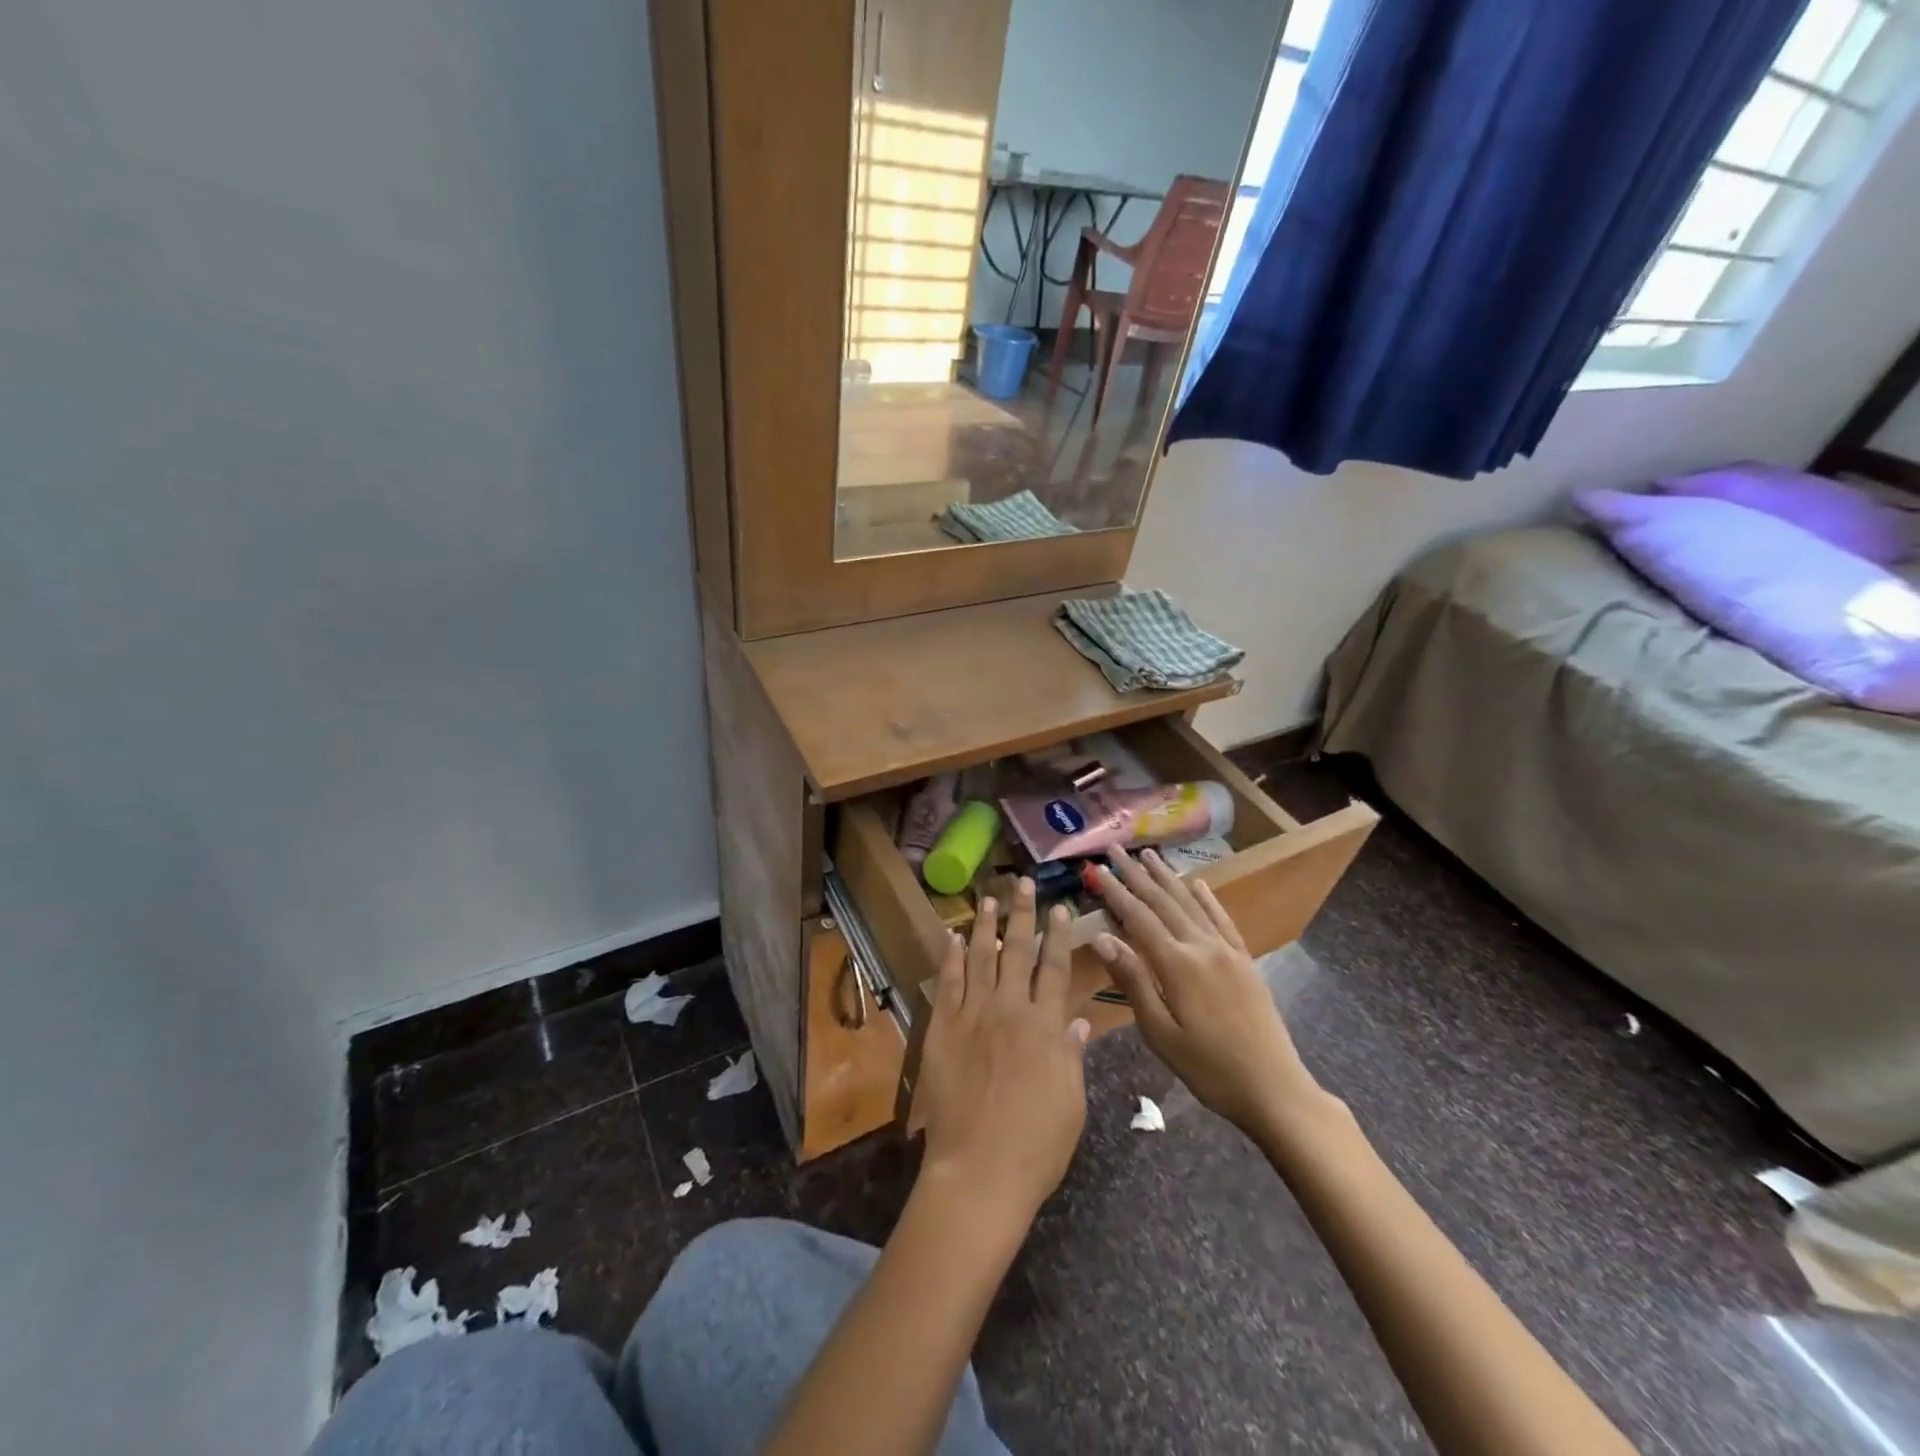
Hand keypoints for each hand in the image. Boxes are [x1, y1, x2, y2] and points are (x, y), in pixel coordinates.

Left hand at [916, 878, 1090, 1224]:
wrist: (978, 1170)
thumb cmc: (1036, 1145)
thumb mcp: (1071, 1103)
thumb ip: (1072, 1056)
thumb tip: (1078, 1023)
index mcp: (1045, 1027)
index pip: (1055, 969)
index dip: (1059, 936)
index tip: (1061, 908)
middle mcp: (1010, 1010)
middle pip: (1018, 952)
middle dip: (1022, 914)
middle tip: (1022, 883)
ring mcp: (972, 1016)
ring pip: (979, 958)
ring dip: (985, 926)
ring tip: (988, 898)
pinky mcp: (943, 1030)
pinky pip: (947, 984)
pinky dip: (949, 958)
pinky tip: (951, 937)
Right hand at [1088, 847, 1324, 1136]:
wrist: (1275, 1089)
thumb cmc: (1209, 1069)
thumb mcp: (1160, 1033)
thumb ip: (1132, 981)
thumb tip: (1102, 937)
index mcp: (1177, 964)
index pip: (1138, 917)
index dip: (1116, 891)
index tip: (1097, 868)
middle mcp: (1202, 947)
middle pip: (1163, 902)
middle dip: (1137, 874)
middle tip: (1116, 848)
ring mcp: (1227, 951)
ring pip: (1191, 904)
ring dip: (1168, 877)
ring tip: (1149, 854)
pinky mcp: (1245, 961)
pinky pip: (1223, 920)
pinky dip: (1208, 898)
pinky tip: (1198, 883)